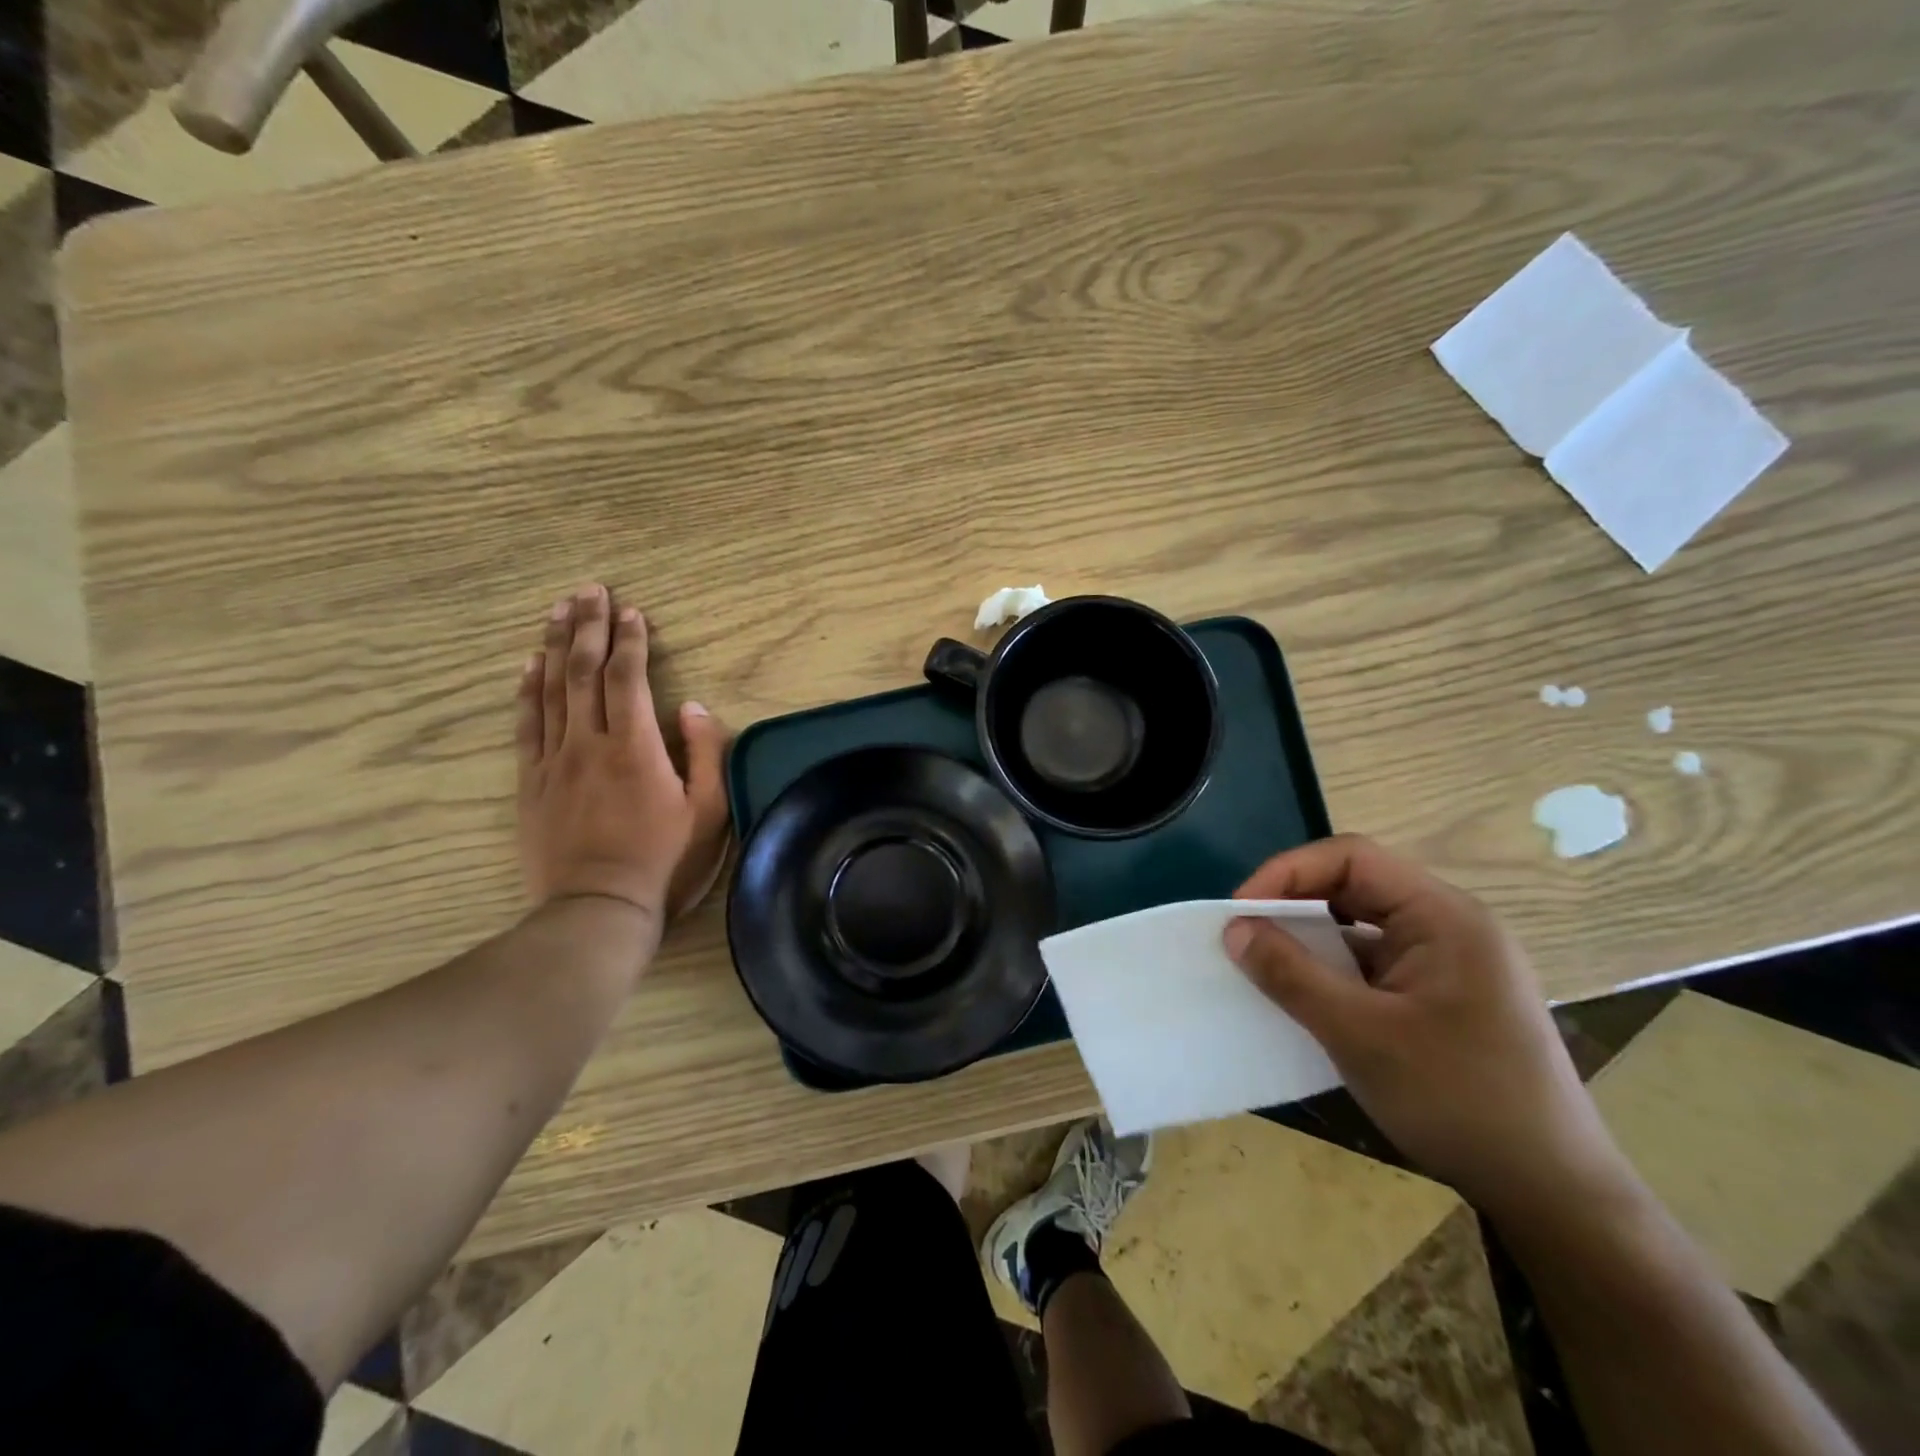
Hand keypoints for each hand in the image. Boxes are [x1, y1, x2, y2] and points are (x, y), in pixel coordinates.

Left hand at [515, 585, 730, 936]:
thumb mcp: (709, 811)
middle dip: (589, 626)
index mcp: (635, 746)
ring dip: (556, 644)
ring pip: (550, 689)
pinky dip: (526, 689)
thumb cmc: (664, 860)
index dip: (630, 640)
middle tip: (590, 589)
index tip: (631, 610)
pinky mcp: (531, 782)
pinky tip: (528, 664)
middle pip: (583, 671)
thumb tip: (691, 706)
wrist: (598, 907)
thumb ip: (705, 754)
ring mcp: (554, 761)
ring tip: (559, 609)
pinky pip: (526, 725)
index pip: (627, 677)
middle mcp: (589, 742)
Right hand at [1223, 834, 1631, 1218]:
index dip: (1288, 873)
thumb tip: (1233, 928)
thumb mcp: (1361, 1036)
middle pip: (1355, 886)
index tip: (1240, 911)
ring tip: (1263, 964)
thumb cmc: (1460, 1102)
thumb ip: (1291, 975)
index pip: (1352, 859)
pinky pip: (1372, 962)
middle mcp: (1449, 926)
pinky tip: (1303, 997)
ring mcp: (1448, 962)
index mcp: (1444, 917)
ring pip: (1360, 926)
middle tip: (1243, 935)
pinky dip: (1331, 970)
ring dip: (1310, 939)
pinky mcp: (1440, 996)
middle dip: (1294, 904)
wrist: (1553, 1196)